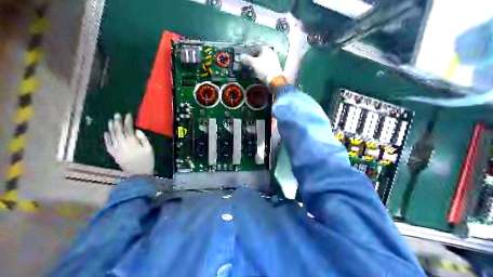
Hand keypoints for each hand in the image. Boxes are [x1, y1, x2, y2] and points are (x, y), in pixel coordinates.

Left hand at [101, 113, 152, 173]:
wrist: (139, 175)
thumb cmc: (147, 161)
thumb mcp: (149, 149)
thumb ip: (143, 139)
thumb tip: (136, 131)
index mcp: (132, 143)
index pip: (128, 129)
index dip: (128, 121)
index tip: (128, 115)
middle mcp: (123, 144)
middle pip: (118, 131)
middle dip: (118, 122)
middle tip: (117, 115)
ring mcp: (117, 150)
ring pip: (112, 136)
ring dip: (111, 128)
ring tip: (111, 121)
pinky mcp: (114, 154)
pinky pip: (108, 145)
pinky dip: (106, 139)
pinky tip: (106, 133)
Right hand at [241, 46, 283, 83]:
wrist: (275, 79)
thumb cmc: (263, 69)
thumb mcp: (253, 63)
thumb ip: (247, 59)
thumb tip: (241, 56)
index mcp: (266, 49)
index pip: (256, 48)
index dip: (250, 52)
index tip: (246, 58)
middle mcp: (271, 52)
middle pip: (260, 54)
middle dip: (254, 58)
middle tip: (249, 63)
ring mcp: (274, 59)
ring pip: (263, 60)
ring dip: (258, 63)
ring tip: (253, 68)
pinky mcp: (275, 67)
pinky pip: (267, 65)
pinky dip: (262, 67)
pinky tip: (259, 72)